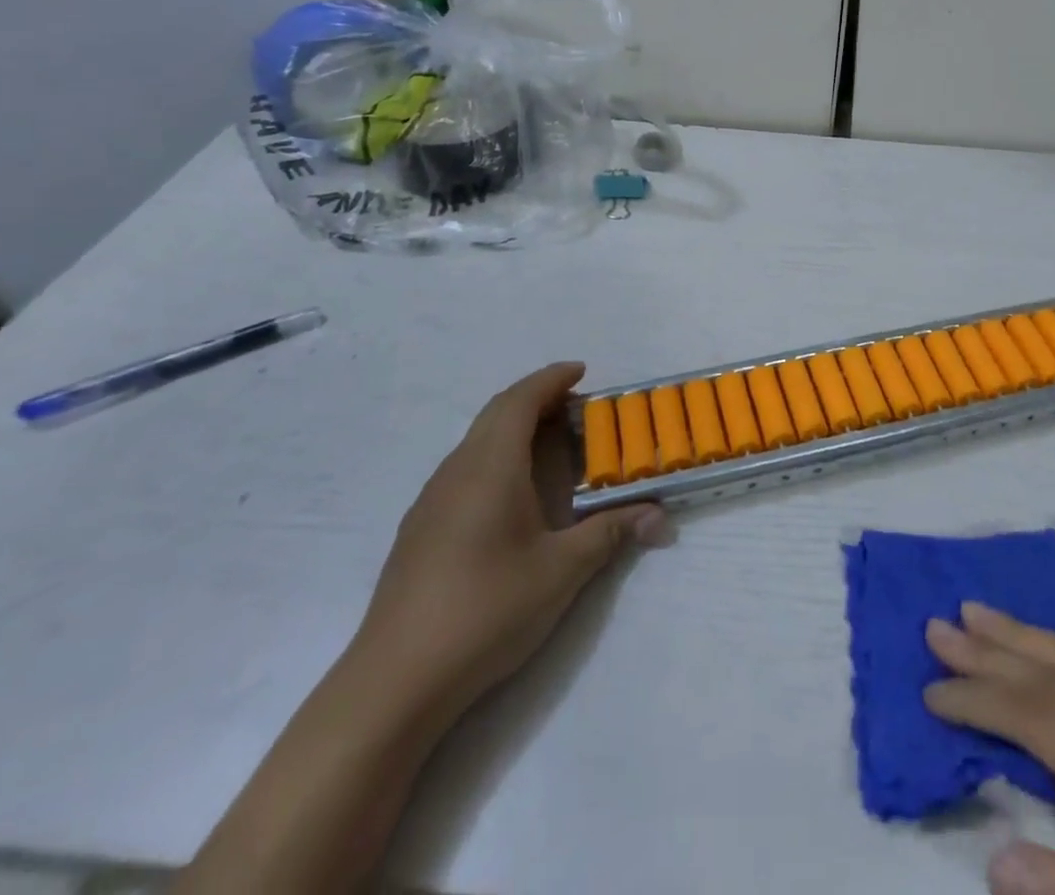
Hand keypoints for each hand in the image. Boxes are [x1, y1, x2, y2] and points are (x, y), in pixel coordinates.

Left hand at [346, 362, 671, 730]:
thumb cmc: (486, 609)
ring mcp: (431, 501)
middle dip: (536, 399)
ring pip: (476, 442)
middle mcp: (456, 471)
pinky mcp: (419, 530)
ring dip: (513, 428)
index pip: (520, 400)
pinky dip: (495, 457)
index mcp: (490, 466)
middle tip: (576, 407)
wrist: (395, 681)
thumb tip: (659, 517)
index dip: (551, 379)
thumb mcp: (562, 571)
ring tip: (550, 445)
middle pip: (496, 413)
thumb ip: (611, 534)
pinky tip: (511, 495)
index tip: (582, 372)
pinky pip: (463, 469)